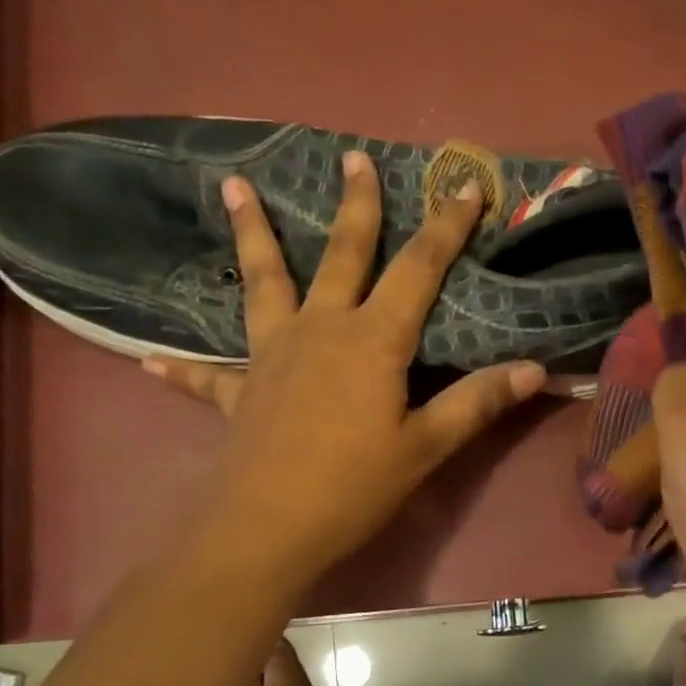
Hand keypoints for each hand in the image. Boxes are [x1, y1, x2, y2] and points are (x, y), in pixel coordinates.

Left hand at [142, 150, 544, 586]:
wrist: (268, 528)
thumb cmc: (354, 486)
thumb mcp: (425, 447)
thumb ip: (476, 403)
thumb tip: (536, 370)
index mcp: (371, 341)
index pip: (418, 269)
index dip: (446, 226)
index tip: (464, 184)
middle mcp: (320, 331)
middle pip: (341, 255)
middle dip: (353, 206)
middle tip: (351, 157)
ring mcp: (271, 356)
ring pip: (263, 283)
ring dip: (252, 234)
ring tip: (231, 186)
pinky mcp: (238, 392)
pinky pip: (207, 374)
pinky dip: (183, 367)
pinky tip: (150, 359)